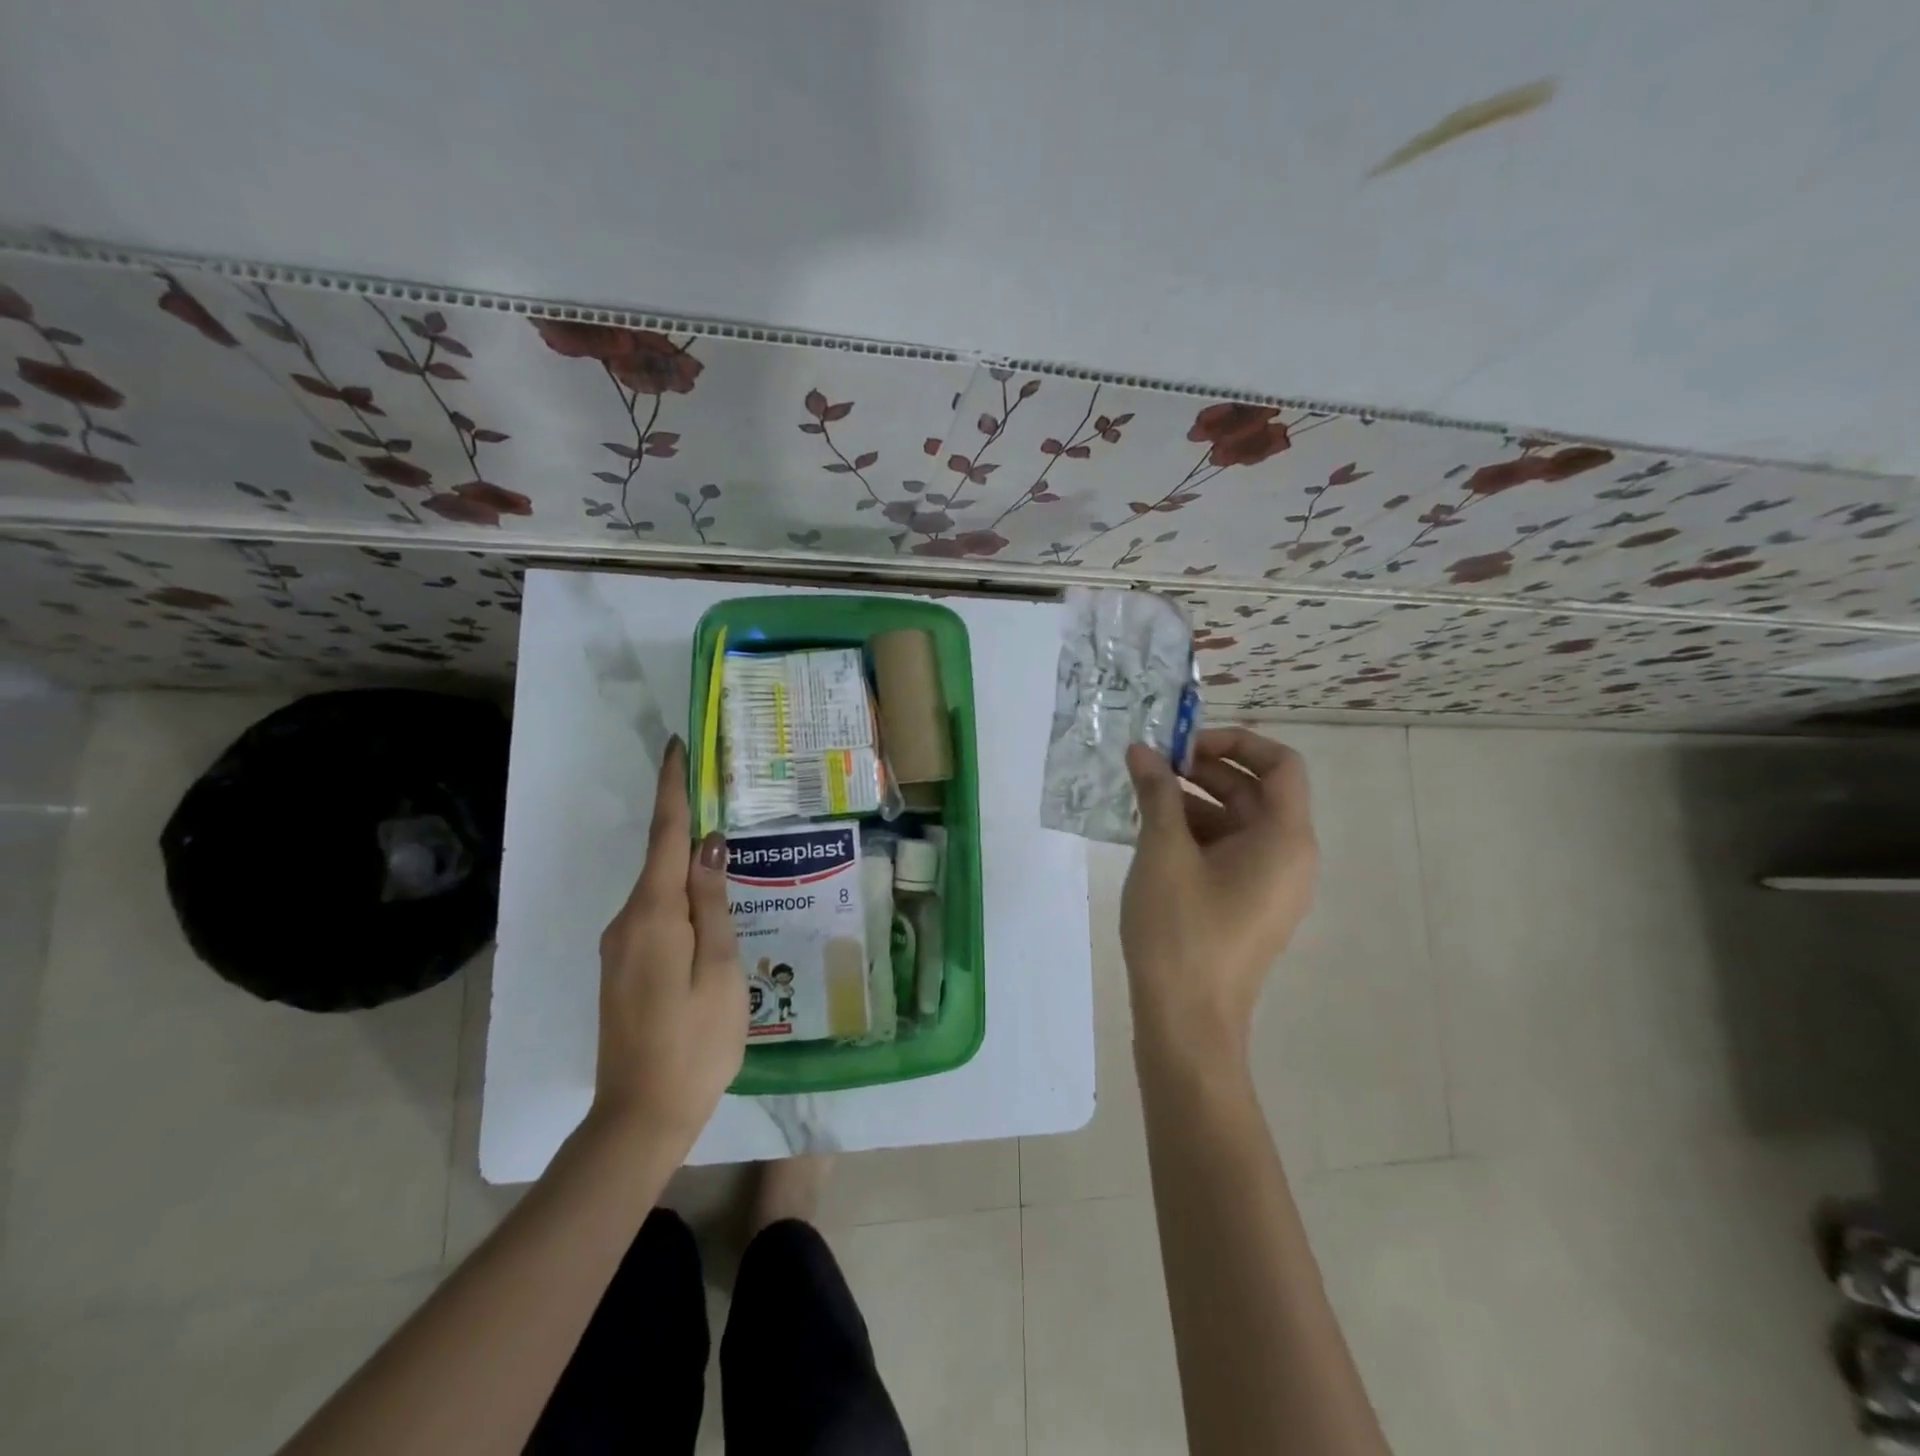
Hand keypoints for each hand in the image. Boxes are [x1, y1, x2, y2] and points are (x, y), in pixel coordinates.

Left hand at [592, 736, 745, 1150]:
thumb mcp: (720, 969)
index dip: (673, 789)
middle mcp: (626, 921)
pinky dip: (678, 897)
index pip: (664, 835)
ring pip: (658, 890)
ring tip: (728, 854)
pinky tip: (708, 909)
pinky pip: (654, 915)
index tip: (677, 747)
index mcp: (652, 915)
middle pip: (659, 859)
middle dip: (686, 823)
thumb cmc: (696, 1041)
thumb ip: (712, 903)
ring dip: (685, 864)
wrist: (640, 1116)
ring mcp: (619, 947)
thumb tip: (708, 845)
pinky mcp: (623, 967)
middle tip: (723, 796)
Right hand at [1120, 727, 1317, 1062]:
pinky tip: (1153, 833)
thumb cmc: (1181, 931)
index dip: (1234, 741)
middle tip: (1153, 764)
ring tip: (1144, 796)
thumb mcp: (1162, 852)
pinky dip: (1197, 833)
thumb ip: (1156, 793)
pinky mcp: (1249, 906)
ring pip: (1239, 822)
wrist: (1188, 1023)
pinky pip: (1230, 852)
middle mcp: (1290, 857)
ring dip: (1196, 800)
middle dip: (1205, 769)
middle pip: (1257, 790)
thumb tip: (1142, 751)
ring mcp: (1271, 885)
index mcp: (1285, 839)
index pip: (1281, 764)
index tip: (1182, 746)